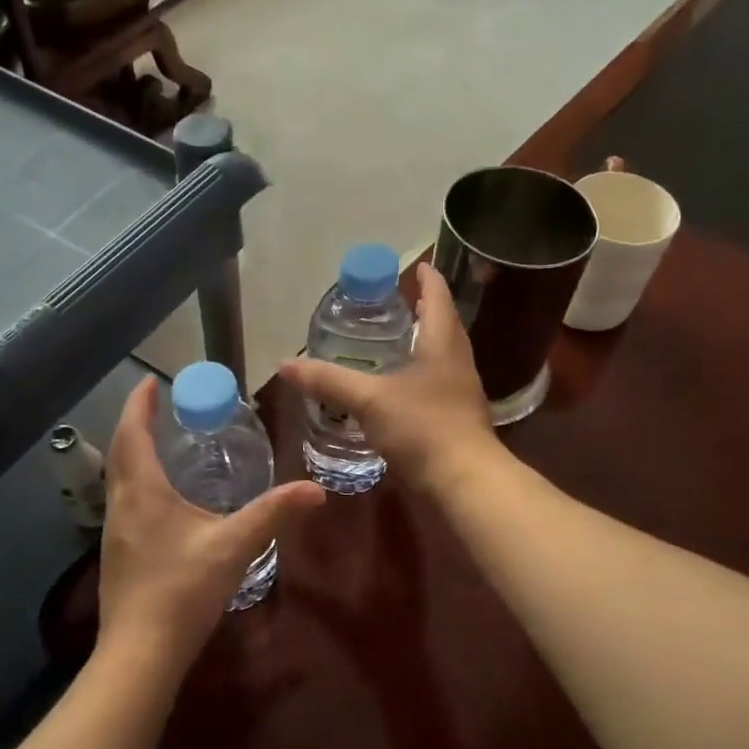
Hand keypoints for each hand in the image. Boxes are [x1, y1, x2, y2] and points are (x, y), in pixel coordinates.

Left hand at [96, 377, 324, 675]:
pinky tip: (163, 501)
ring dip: (134, 454)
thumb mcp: (233, 547)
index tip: (150, 380)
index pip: (133, 433)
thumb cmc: (182, 591)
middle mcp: (121, 505)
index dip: (139, 404)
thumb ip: (272, 514)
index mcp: (142, 492)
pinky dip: (138, 483)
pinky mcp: (118, 556)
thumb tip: (315, 491)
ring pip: (119, 479)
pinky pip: (125, 503)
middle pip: (121, 452)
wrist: (140, 653)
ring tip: (162, 445)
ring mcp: (114, 533)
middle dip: (136, 424)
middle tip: (159, 407)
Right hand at [278, 263, 498, 493]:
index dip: (427, 280)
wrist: (463, 482)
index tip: (418, 266)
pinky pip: (436, 385)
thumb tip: (285, 364)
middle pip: (443, 326)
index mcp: (442, 345)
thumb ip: (327, 381)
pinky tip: (397, 388)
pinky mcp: (455, 419)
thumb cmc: (422, 428)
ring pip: (441, 356)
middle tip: (399, 301)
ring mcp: (459, 392)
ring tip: (395, 340)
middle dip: (424, 310)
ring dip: (422, 343)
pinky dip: (418, 376)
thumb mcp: (368, 400)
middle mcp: (456, 363)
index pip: (438, 299)